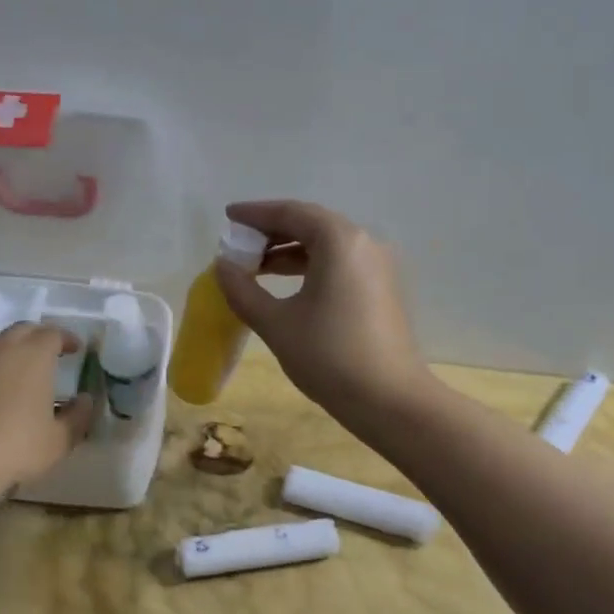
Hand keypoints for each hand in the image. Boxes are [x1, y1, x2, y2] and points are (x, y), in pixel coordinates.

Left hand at [0, 324, 96, 524]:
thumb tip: (84, 400)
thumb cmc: (13, 449)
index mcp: (31, 356)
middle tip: (49, 356)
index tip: (76, 349)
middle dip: (38, 338)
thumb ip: (78, 417)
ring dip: (10, 355)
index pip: (53, 333)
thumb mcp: (58, 441)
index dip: (67, 338)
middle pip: (22, 331)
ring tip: (19, 378)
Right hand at [213, 200, 429, 426]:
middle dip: (272, 231)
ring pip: (327, 246)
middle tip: (239, 245)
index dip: (256, 213)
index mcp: (339, 241)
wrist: (390, 401)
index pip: (291, 212)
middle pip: (311, 224)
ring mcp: (378, 267)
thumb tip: (222, 267)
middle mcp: (364, 243)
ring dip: (290, 251)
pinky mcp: (382, 289)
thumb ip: (243, 290)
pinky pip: (340, 264)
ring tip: (256, 268)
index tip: (228, 217)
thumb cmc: (329, 356)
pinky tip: (288, 287)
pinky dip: (310, 267)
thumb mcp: (276, 323)